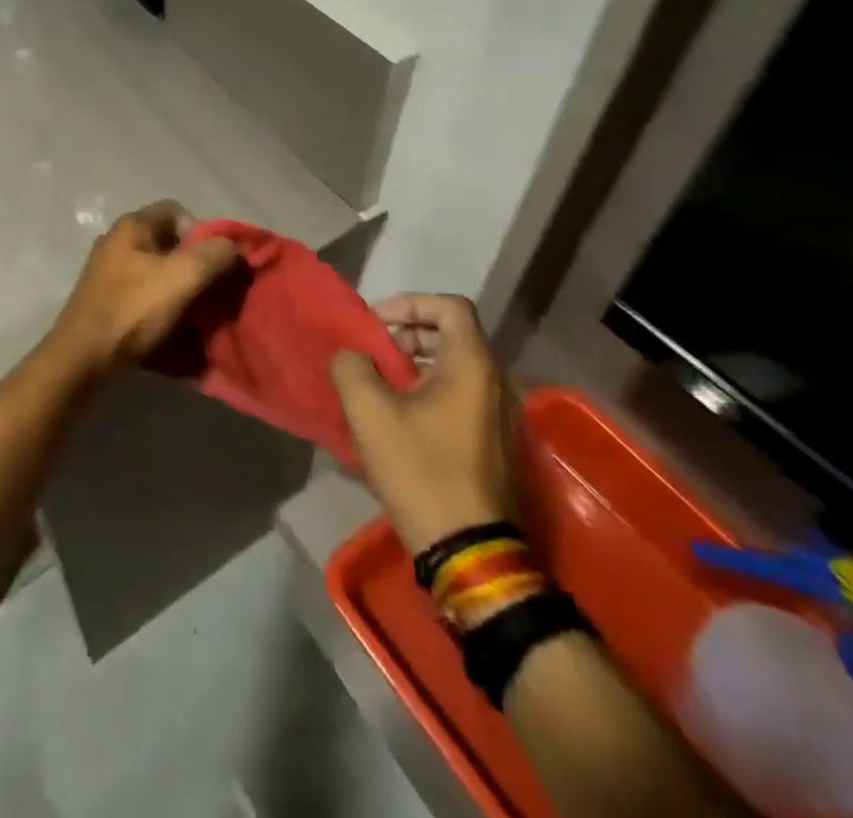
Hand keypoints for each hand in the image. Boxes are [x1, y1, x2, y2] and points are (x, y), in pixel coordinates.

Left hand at [48, 201, 239, 375]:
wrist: (83, 357)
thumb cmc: (133, 310)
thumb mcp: (182, 277)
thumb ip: (214, 255)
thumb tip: (233, 248)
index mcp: (132, 225)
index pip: (177, 211)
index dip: (203, 232)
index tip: (215, 262)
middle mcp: (117, 241)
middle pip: (168, 242)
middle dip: (194, 265)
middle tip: (210, 290)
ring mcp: (107, 270)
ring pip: (157, 270)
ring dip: (179, 289)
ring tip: (195, 313)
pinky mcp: (105, 298)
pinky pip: (143, 293)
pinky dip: (161, 305)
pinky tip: (171, 326)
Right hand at [330, 294, 518, 551]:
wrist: (468, 550)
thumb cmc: (420, 470)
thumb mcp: (369, 413)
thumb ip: (352, 367)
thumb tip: (353, 357)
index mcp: (472, 366)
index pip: (450, 306)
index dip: (410, 303)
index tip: (377, 324)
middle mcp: (496, 383)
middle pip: (452, 335)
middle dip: (408, 335)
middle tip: (373, 354)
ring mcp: (500, 416)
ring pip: (456, 367)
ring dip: (416, 365)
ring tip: (379, 385)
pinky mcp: (495, 443)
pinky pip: (461, 396)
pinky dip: (429, 390)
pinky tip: (399, 417)